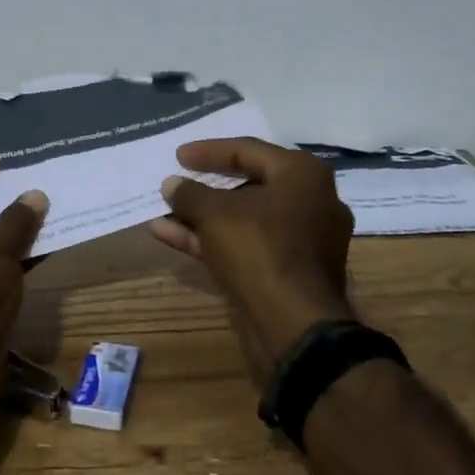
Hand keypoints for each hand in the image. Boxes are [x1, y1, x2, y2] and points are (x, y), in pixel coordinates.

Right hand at [148, 137, 355, 386]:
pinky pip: (248, 244)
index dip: (208, 151)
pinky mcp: (290, 271)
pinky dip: (213, 239)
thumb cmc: (259, 248)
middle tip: (177, 183)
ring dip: (202, 217)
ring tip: (163, 212)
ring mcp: (303, 240)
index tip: (178, 156)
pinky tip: (170, 236)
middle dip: (205, 188)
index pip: (248, 149)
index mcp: (302, 174)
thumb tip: (172, 184)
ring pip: (244, 219)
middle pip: (248, 185)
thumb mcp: (214, 213)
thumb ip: (189, 193)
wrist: (294, 325)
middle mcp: (311, 201)